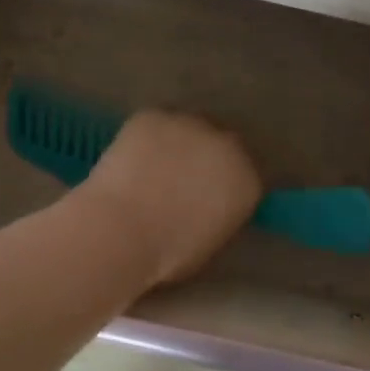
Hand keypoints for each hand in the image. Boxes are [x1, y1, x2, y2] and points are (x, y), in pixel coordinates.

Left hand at [76, 111, 261, 286]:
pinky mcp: (154, 116)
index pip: (243, 174)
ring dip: (174, 144)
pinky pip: (153, 124)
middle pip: (220, 144)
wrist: (122, 231)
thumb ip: (218, 214)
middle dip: (203, 157)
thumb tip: (206, 206)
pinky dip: (143, 138)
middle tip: (177, 179)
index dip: (222, 183)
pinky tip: (129, 160)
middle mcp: (228, 144)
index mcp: (247, 181)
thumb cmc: (167, 254)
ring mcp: (190, 124)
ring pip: (185, 129)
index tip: (205, 195)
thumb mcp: (209, 242)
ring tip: (149, 169)